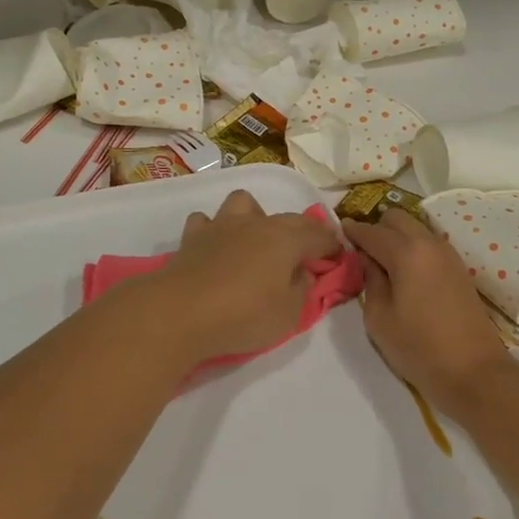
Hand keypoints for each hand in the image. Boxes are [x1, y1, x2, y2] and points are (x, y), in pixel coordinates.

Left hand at [141, 189, 340, 365]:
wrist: (180, 311)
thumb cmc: (243, 314)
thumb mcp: (289, 314)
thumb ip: (302, 289)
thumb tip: (303, 272)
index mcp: (286, 239)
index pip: (318, 234)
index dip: (332, 245)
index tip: (338, 256)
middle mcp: (257, 223)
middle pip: (288, 218)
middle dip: (302, 232)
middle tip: (305, 255)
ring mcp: (222, 225)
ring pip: (244, 203)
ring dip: (255, 217)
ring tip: (255, 242)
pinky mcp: (193, 237)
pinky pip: (206, 222)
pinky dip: (214, 230)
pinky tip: (215, 248)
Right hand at [342, 209, 510, 412]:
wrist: (475, 372)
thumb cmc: (419, 348)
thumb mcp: (379, 318)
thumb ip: (369, 280)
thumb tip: (366, 259)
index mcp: (406, 252)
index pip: (371, 231)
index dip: (351, 230)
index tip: (338, 231)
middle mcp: (428, 243)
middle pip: (397, 218)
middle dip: (376, 227)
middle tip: (361, 250)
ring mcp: (448, 254)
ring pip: (415, 228)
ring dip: (396, 235)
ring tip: (382, 261)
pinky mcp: (459, 268)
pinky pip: (429, 243)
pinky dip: (413, 246)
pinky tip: (405, 271)